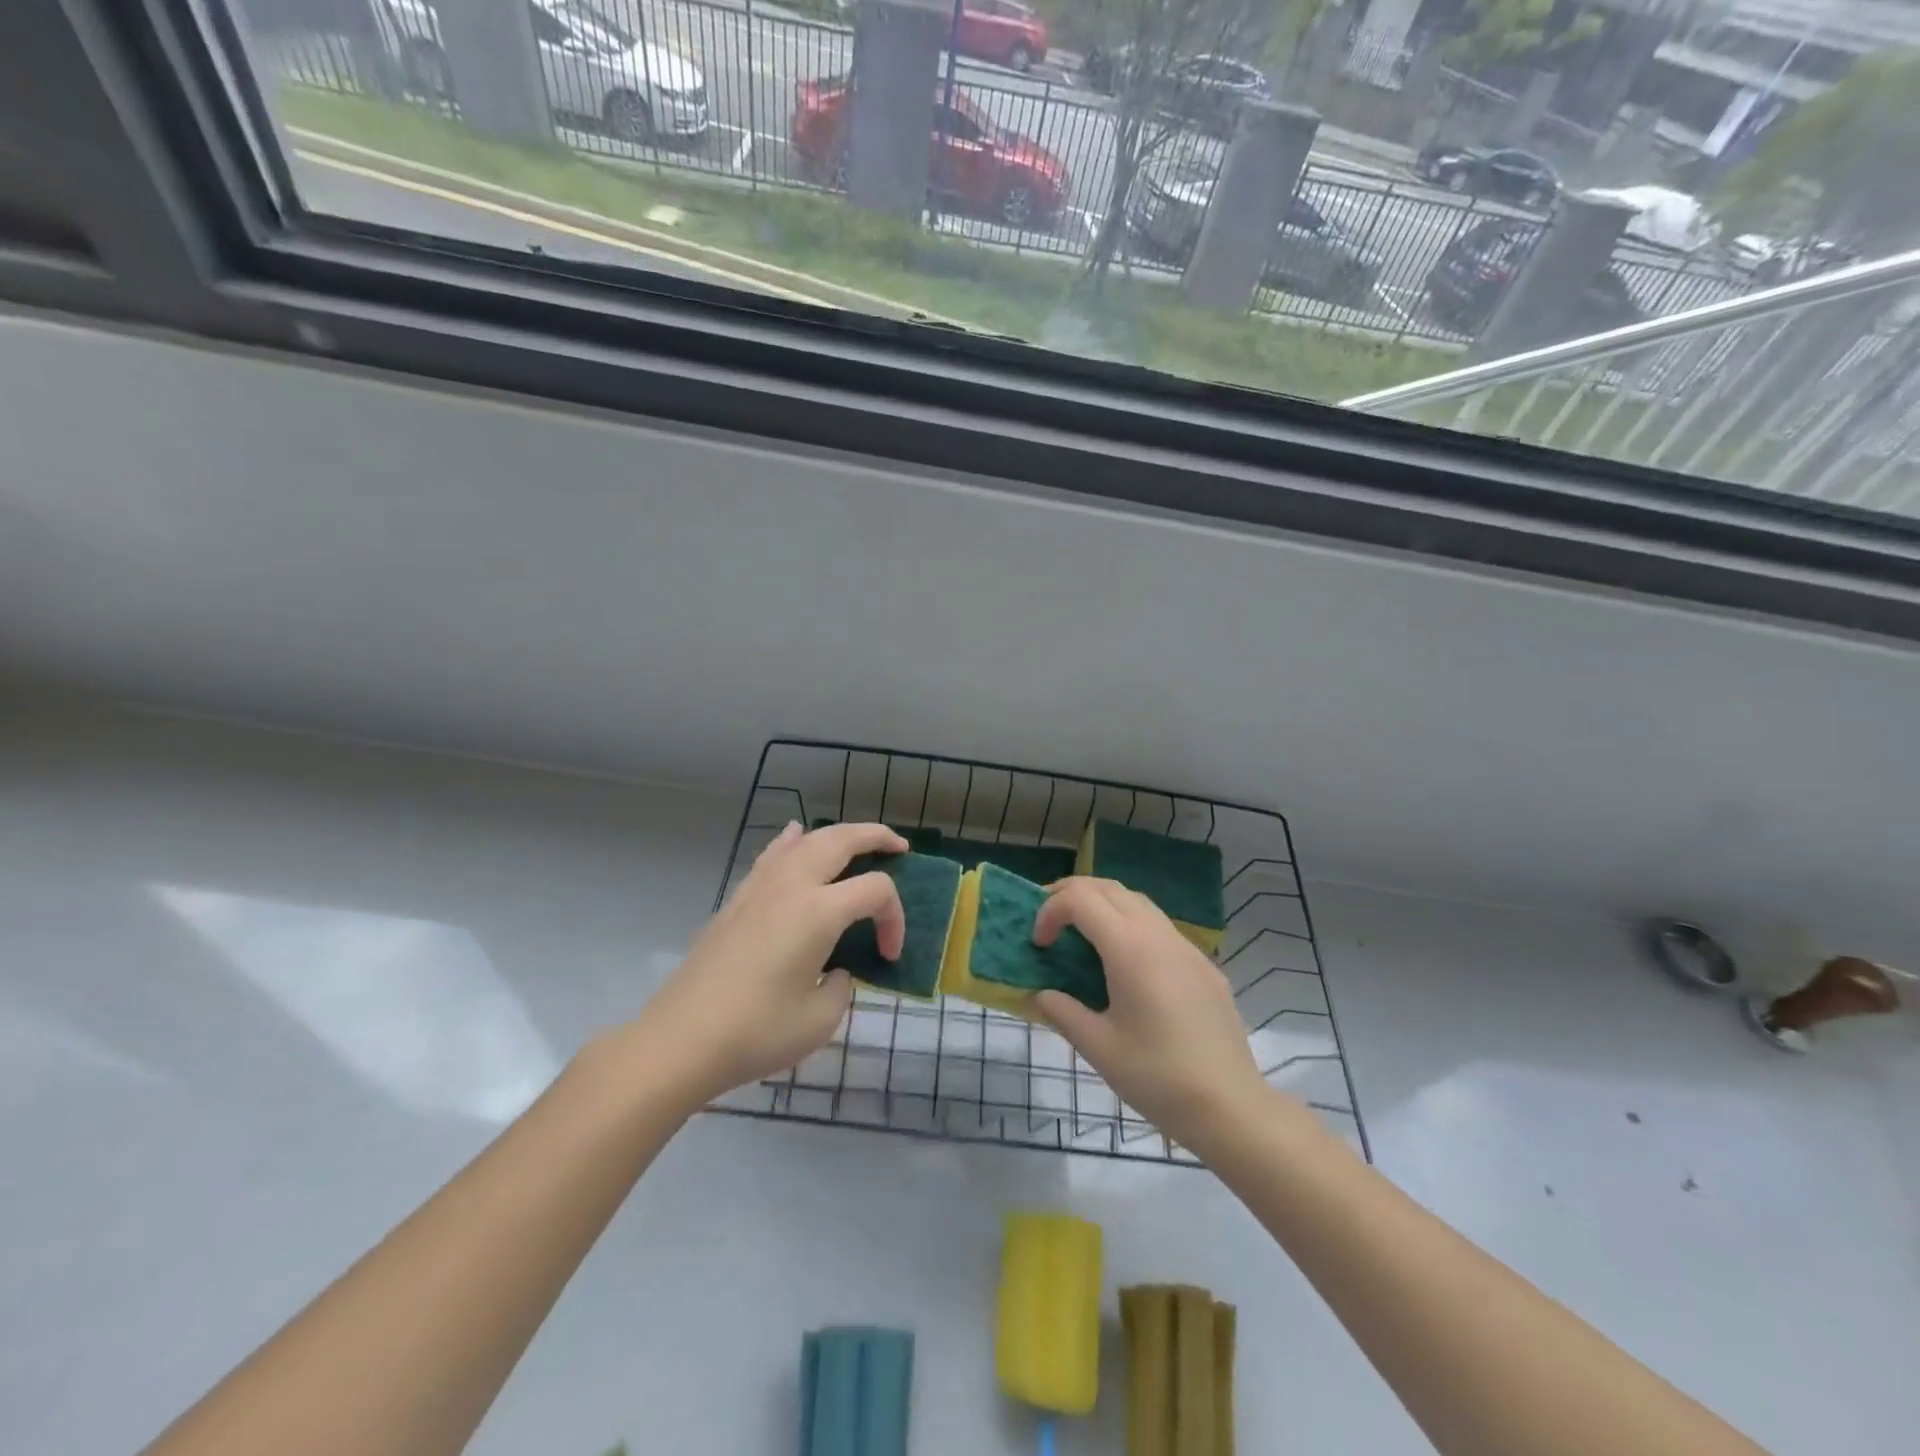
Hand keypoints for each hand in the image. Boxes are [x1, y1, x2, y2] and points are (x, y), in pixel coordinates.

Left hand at [627, 821, 907, 1109]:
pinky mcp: (737, 900)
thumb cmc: (757, 1031)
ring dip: (838, 835)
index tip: (889, 955)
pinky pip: (772, 855)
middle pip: (842, 839)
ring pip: (806, 840)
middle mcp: (792, 885)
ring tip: (858, 843)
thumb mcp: (821, 1019)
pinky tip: (795, 836)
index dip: (895, 918)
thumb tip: (835, 969)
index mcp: (820, 910)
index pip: (876, 890)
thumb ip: (842, 985)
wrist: (681, 1040)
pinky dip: (793, 841)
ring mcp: (760, 888)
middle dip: (877, 837)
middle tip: (900, 848)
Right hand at [1032, 878, 1270, 1151]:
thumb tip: (1038, 994)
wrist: (1231, 1106)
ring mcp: (1186, 947)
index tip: (1039, 944)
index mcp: (1130, 948)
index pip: (1080, 900)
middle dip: (1072, 893)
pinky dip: (1130, 925)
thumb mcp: (1098, 1048)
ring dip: (1102, 905)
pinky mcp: (1203, 965)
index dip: (1050, 910)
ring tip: (1080, 934)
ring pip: (1137, 901)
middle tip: (1047, 918)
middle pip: (1108, 888)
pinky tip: (1125, 964)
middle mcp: (1158, 935)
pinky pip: (1159, 926)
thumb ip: (1062, 1012)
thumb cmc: (1158, 1077)